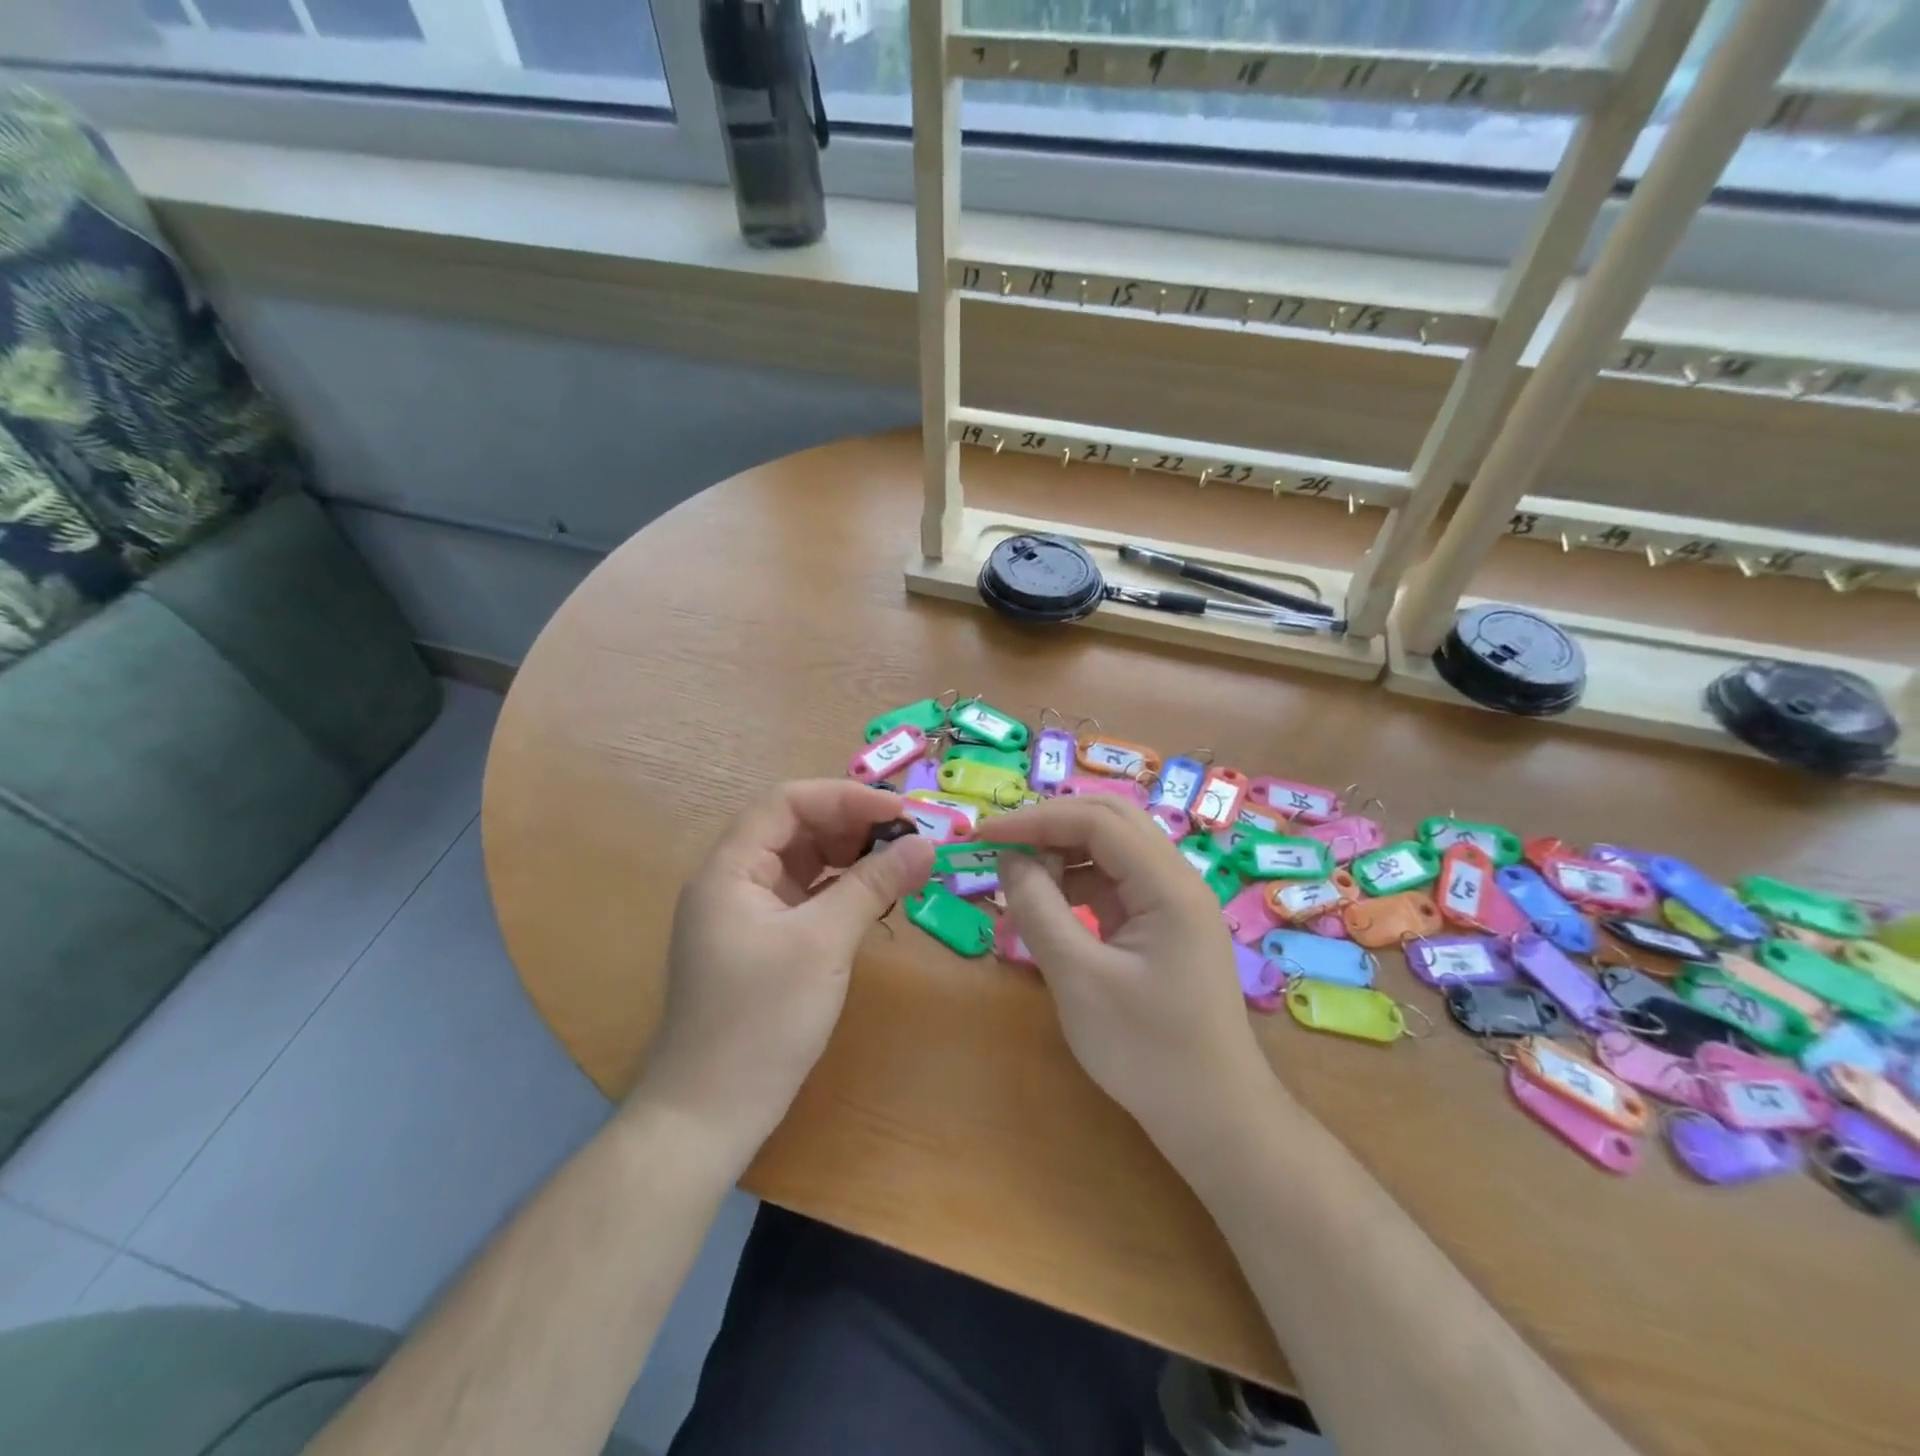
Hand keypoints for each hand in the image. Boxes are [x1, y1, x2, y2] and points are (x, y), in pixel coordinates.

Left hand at [635, 780, 934, 1156]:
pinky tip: (875, 897)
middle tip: (909, 838)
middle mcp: (734, 881)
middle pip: (795, 828)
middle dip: (852, 826)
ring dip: (850, 857)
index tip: (900, 811)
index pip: (787, 803)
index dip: (844, 797)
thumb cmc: (761, 1021)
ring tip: (900, 864)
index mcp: (730, 869)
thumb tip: (926, 844)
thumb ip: (873, 885)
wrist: (709, 1115)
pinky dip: (841, 890)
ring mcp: (747, 914)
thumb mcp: (823, 944)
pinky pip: (806, 897)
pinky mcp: (762, 943)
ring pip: (803, 863)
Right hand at [982, 797, 1273, 1157]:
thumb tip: (1009, 860)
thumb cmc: (1147, 1050)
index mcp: (1168, 884)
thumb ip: (1039, 909)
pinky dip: (1076, 887)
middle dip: (1050, 826)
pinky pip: (1114, 886)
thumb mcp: (1078, 978)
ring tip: (1016, 883)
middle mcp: (1176, 880)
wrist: (1214, 1118)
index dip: (1036, 819)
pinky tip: (1046, 911)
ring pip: (1111, 851)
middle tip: (999, 846)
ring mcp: (1172, 903)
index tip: (984, 836)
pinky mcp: (1161, 927)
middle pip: (1109, 822)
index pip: (1097, 821)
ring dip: (1062, 856)